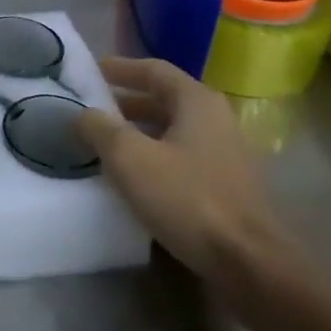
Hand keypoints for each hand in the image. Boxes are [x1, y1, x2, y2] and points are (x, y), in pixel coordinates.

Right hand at [76, 57, 291, 294]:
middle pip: (165, 99)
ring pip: (174, 129)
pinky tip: (134, 175)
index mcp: (197, 101)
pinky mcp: (227, 184)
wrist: (248, 262)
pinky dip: (155, 155)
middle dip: (127, 101)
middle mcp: (216, 119)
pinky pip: (183, 156)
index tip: (92, 71)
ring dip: (140, 130)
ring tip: (106, 142)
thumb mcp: (130, 158)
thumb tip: (82, 113)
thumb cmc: (187, 198)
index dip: (120, 68)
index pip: (154, 70)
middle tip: (92, 109)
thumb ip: (100, 128)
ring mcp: (226, 153)